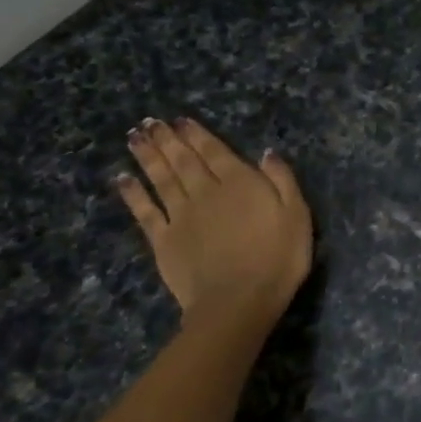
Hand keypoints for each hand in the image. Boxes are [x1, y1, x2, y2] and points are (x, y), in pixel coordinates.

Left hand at [116, 118, 312, 316]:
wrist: (238, 301)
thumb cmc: (278, 259)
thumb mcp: (297, 215)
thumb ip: (282, 181)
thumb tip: (267, 153)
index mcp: (240, 183)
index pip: (215, 152)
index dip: (197, 135)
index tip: (181, 120)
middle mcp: (206, 192)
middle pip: (183, 160)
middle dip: (167, 139)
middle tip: (149, 121)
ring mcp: (180, 216)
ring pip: (161, 178)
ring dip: (148, 156)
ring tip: (134, 137)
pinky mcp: (163, 240)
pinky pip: (144, 211)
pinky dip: (133, 193)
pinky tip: (123, 178)